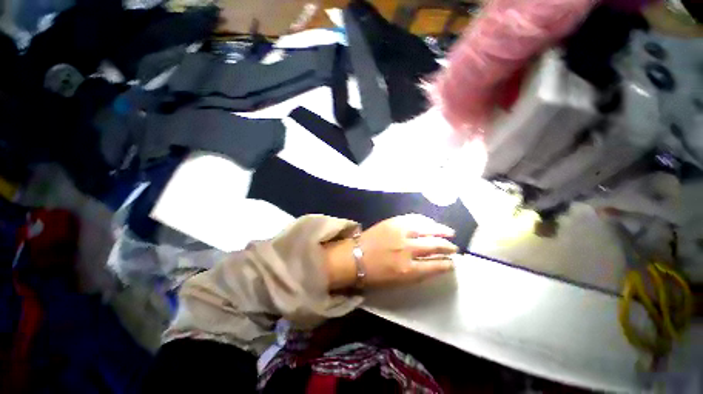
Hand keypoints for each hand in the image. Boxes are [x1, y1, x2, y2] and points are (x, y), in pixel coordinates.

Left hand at [324, 215, 457, 289]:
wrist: (353, 257)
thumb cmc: (374, 275)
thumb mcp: (398, 282)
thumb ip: (417, 273)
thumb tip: (433, 265)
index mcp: (408, 270)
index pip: (436, 266)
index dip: (447, 264)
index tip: (452, 263)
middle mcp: (407, 250)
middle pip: (434, 246)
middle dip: (447, 247)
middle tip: (454, 248)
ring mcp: (400, 233)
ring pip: (427, 229)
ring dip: (440, 231)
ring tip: (449, 233)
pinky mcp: (393, 222)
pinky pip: (413, 219)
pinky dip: (424, 221)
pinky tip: (430, 223)